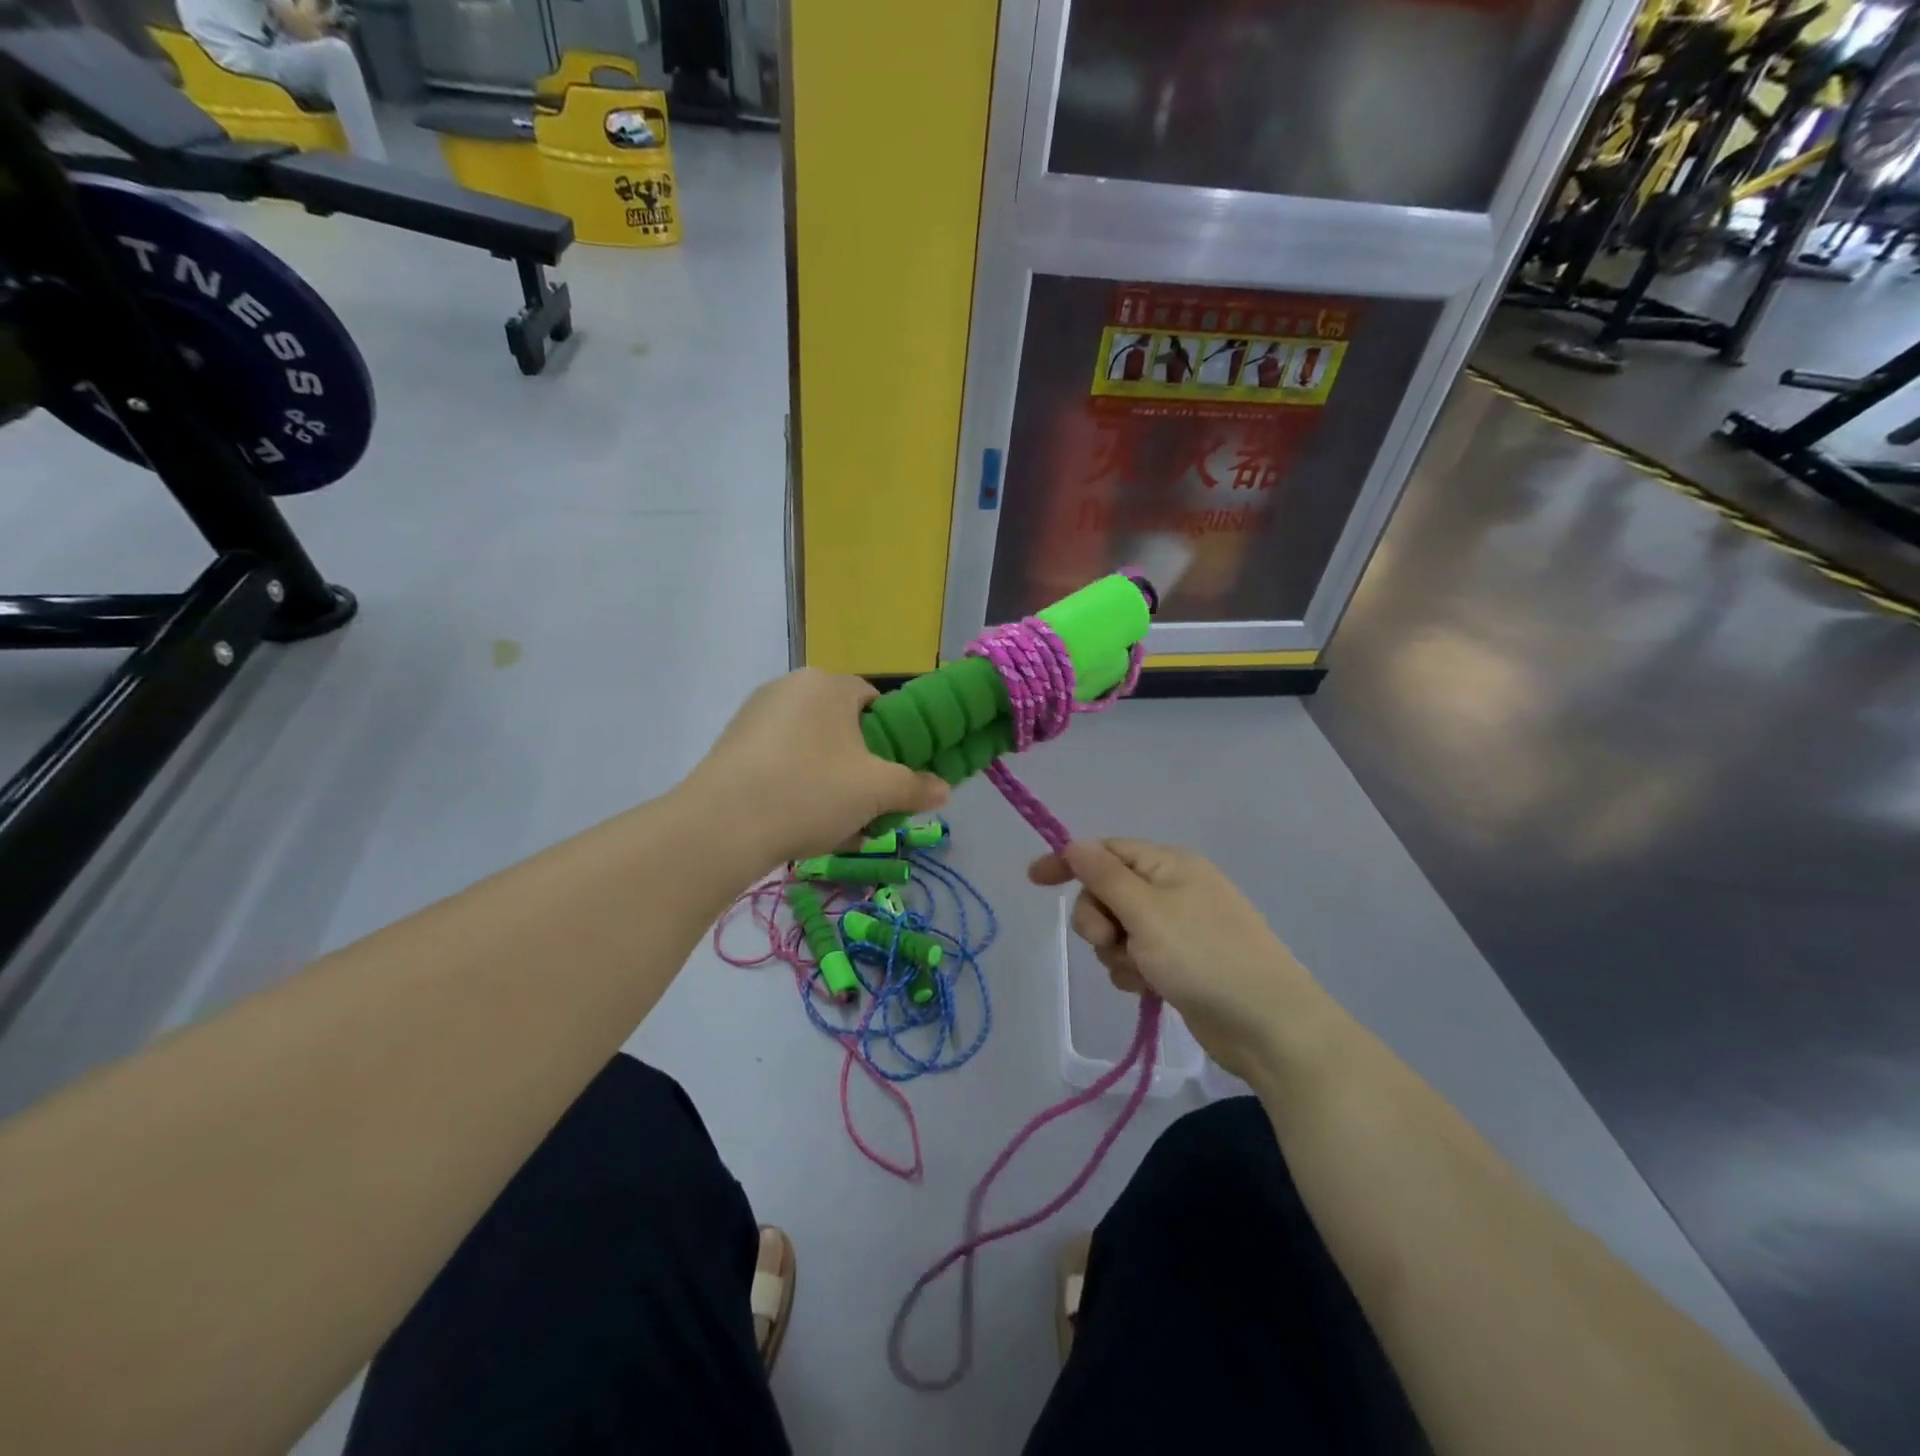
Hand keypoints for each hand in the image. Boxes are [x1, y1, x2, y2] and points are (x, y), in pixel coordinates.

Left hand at [686, 669, 948, 870]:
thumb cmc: (810, 792)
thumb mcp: (876, 792)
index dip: (891, 738)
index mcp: (828, 684)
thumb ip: (915, 787)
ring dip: (829, 781)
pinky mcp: (731, 745)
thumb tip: (944, 789)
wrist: (721, 826)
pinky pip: (779, 761)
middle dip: (858, 766)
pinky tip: (797, 824)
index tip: (892, 775)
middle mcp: (789, 687)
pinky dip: (795, 786)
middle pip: (841, 726)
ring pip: (810, 748)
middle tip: (866, 805)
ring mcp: (754, 715)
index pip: (874, 701)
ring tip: (834, 825)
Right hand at [1030, 839, 1324, 1079]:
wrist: (1268, 1025)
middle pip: (1107, 891)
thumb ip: (1104, 875)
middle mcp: (1173, 888)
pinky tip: (1147, 989)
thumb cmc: (1204, 957)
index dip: (1068, 862)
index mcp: (1169, 864)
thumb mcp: (1146, 912)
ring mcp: (1179, 927)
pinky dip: (1133, 970)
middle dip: (1097, 919)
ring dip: (1115, 951)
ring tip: (1138, 972)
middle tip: (1107, 943)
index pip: (1105, 850)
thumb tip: (1074, 843)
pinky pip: (1136, 955)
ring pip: (1118, 928)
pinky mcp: (1181, 962)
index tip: (1034, 881)